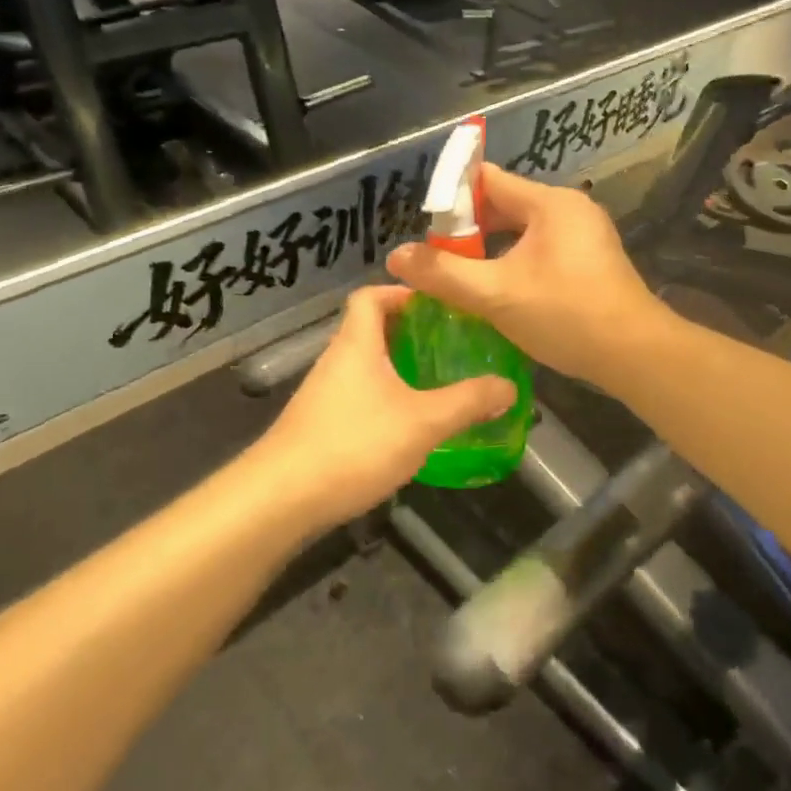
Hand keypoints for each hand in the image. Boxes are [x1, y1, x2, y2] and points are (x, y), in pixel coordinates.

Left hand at [255, 285, 516, 530]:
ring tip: (438, 385)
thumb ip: (468, 402)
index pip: (370, 296)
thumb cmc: (354, 443)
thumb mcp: (423, 422)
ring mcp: (324, 395)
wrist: (282, 498)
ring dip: (398, 370)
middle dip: (410, 334)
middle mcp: (336, 361)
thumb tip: (508, 387)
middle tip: (450, 346)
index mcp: (356, 343)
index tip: (437, 305)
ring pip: (365, 367)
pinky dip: (384, 400)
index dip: (402, 292)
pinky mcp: (319, 426)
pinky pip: (358, 398)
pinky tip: (408, 427)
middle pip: (370, 330)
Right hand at [386, 164, 669, 388]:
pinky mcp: (589, 262)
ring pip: (522, 232)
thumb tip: (396, 256)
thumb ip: (443, 274)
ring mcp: (584, 236)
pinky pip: (540, 251)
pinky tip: (495, 290)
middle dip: (468, 230)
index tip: (424, 227)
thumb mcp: (495, 295)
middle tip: (435, 257)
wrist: (635, 354)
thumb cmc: (566, 315)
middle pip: (505, 205)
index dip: (452, 198)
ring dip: (489, 250)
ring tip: (458, 275)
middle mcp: (569, 210)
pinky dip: (513, 263)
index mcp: (550, 204)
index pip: (488, 180)